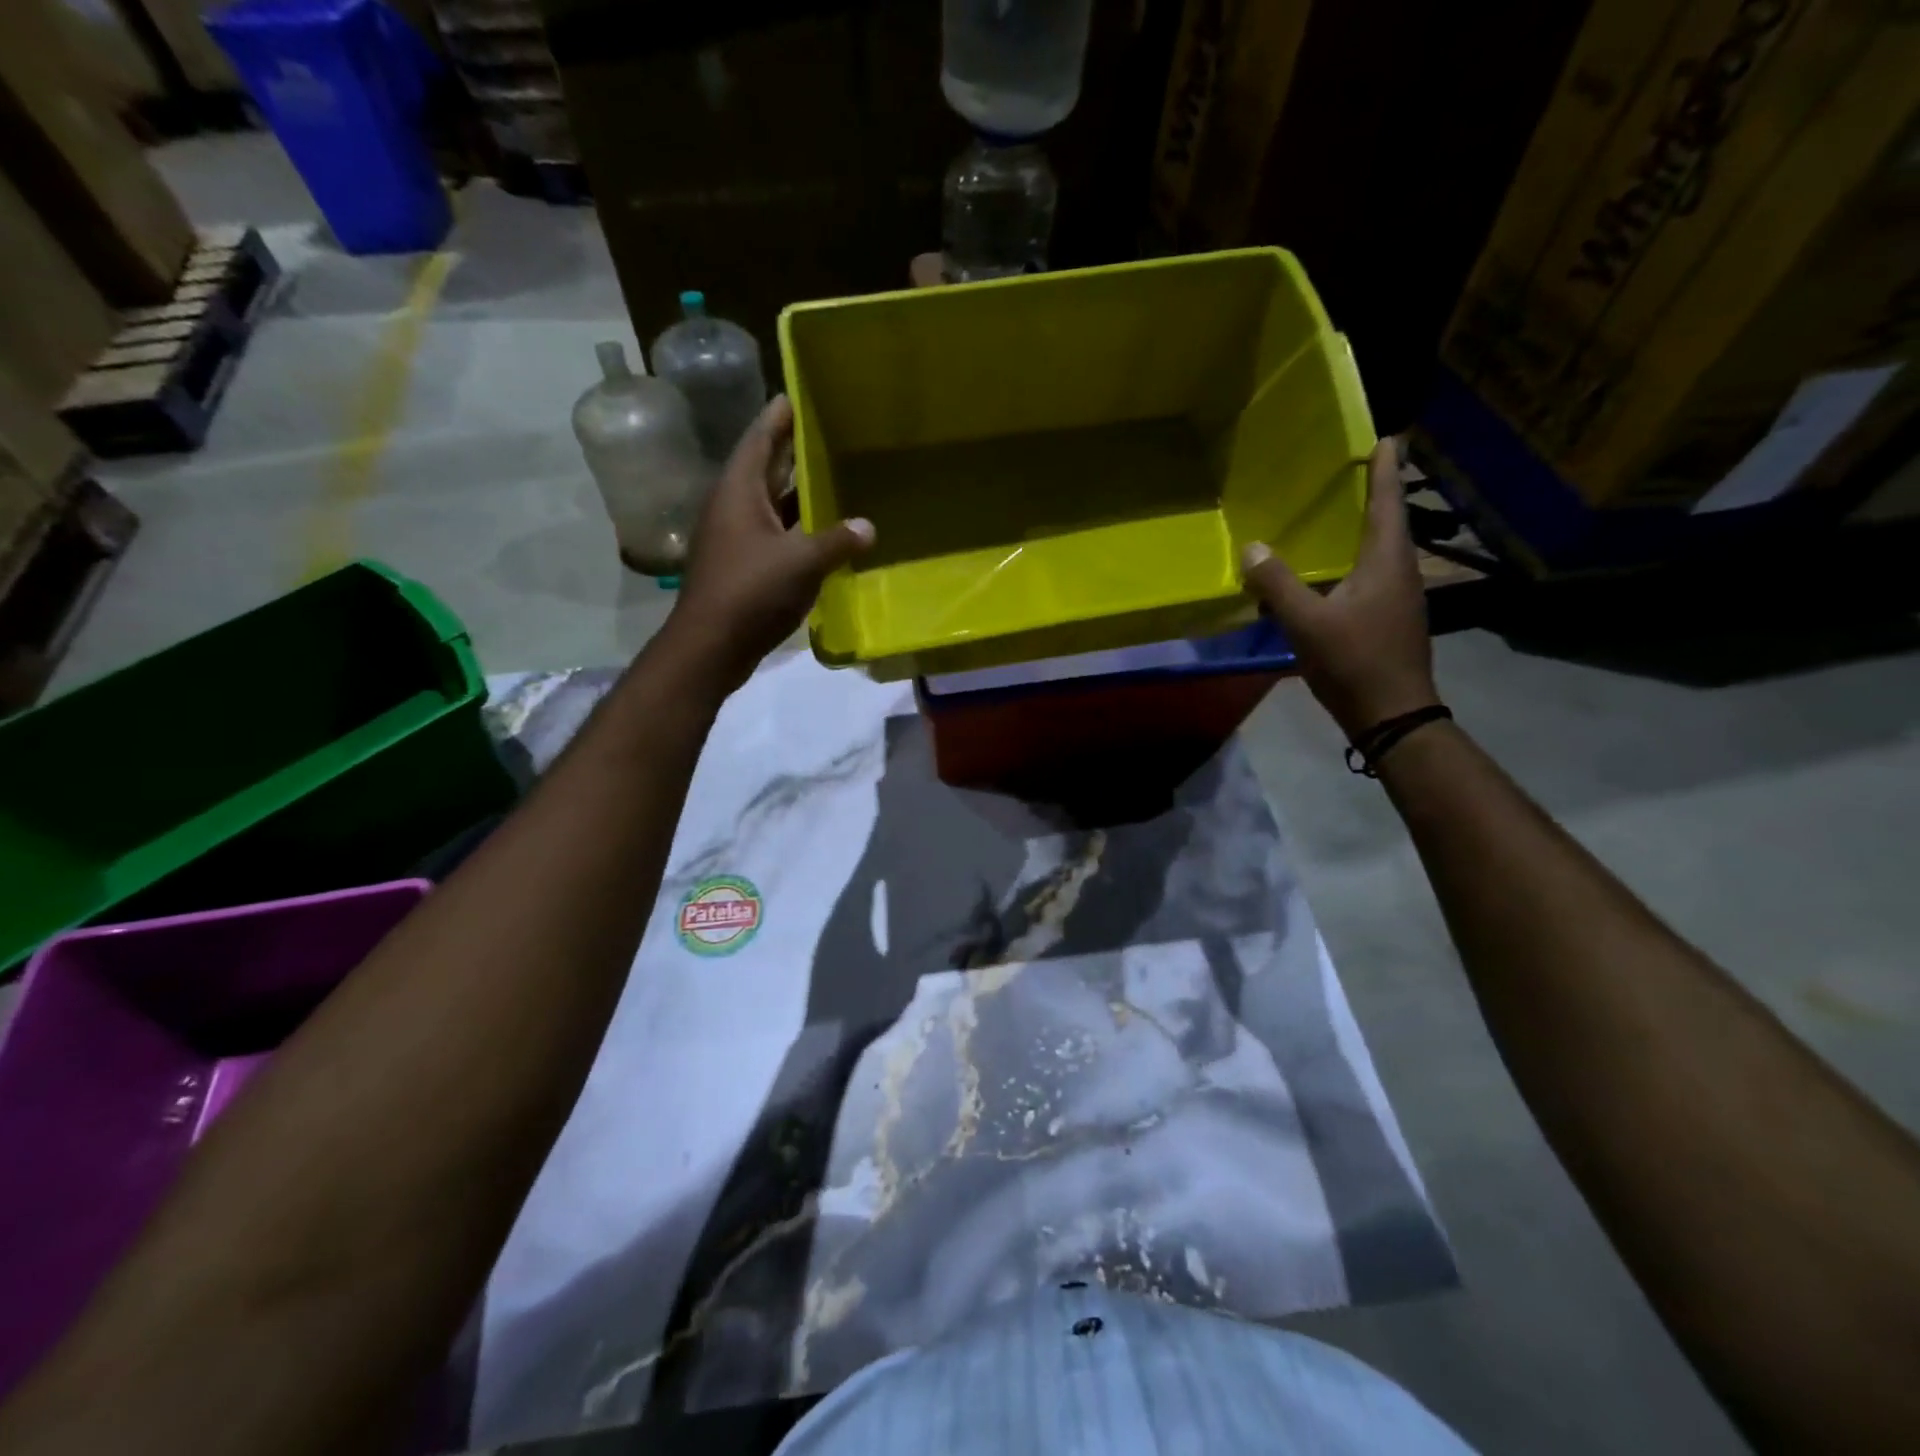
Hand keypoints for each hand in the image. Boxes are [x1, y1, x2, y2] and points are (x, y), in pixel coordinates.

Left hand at [667, 395, 873, 691]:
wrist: (711, 646)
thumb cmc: (750, 592)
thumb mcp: (801, 562)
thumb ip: (838, 541)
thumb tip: (869, 526)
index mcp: (739, 492)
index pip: (760, 439)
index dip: (779, 416)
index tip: (798, 394)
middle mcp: (734, 507)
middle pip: (766, 469)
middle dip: (793, 452)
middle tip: (828, 433)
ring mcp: (737, 539)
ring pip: (772, 505)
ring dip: (799, 494)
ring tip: (834, 477)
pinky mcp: (744, 566)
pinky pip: (775, 535)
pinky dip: (799, 530)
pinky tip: (825, 533)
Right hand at [1241, 439, 1437, 741]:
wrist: (1392, 715)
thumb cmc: (1353, 662)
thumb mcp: (1307, 623)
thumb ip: (1277, 584)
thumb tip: (1252, 547)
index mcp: (1386, 563)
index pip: (1386, 503)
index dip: (1385, 471)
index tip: (1387, 439)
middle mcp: (1400, 573)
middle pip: (1388, 523)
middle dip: (1375, 495)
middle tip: (1357, 471)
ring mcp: (1399, 599)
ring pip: (1381, 552)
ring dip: (1364, 529)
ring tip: (1341, 516)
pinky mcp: (1391, 621)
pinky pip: (1372, 577)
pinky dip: (1354, 562)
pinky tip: (1333, 573)